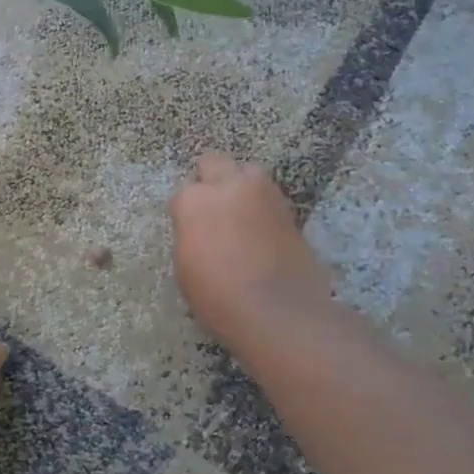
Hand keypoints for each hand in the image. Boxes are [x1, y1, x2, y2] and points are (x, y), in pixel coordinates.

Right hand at [169, 152, 332, 347]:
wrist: (278, 311)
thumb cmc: (218, 296)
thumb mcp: (185, 268)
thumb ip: (191, 235)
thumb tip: (200, 230)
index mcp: (194, 201)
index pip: (184, 193)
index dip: (186, 212)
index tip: (190, 230)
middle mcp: (229, 186)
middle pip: (215, 162)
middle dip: (212, 179)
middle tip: (213, 209)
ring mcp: (264, 193)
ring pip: (248, 174)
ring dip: (242, 189)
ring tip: (241, 219)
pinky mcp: (290, 209)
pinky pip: (269, 198)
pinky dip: (262, 209)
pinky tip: (261, 234)